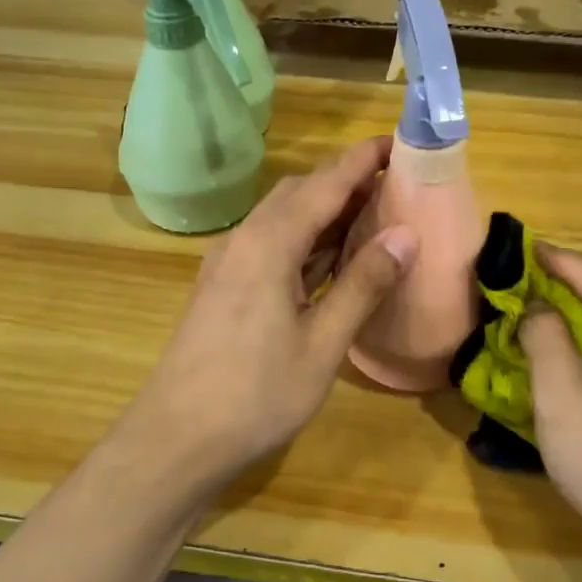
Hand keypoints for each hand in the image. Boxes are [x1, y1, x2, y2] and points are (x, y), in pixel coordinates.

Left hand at [121, 137, 417, 491]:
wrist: (176, 439)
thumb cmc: (256, 394)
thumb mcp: (322, 344)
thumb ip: (363, 285)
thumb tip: (405, 234)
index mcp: (269, 243)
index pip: (325, 183)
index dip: (364, 159)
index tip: (401, 142)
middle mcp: (244, 239)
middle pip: (299, 192)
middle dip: (346, 181)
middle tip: (395, 187)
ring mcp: (228, 263)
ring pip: (282, 218)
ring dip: (325, 210)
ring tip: (373, 216)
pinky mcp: (223, 286)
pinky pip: (270, 244)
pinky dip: (305, 239)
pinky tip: (330, 260)